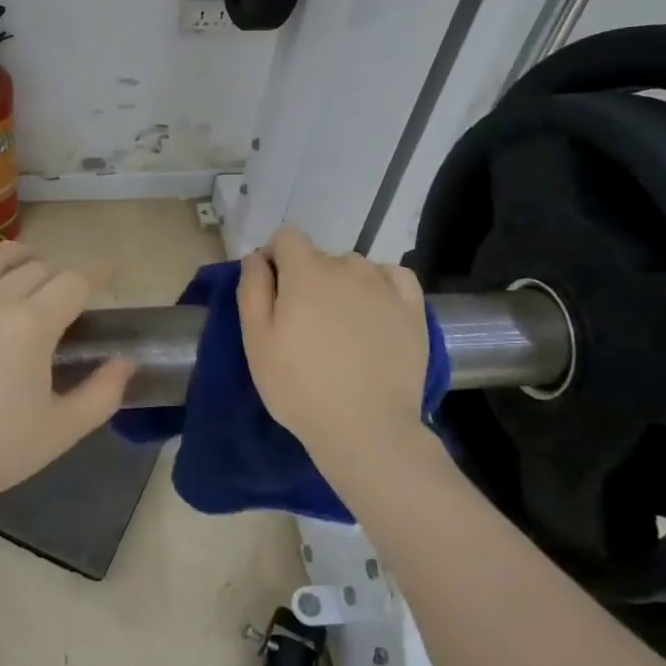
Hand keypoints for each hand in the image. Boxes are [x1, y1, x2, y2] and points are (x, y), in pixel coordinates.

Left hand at [0, 242, 135, 514]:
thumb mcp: (61, 431)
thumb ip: (102, 393)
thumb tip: (126, 361)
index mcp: (31, 324)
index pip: (74, 282)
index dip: (98, 277)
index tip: (111, 278)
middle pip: (37, 268)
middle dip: (62, 276)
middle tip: (71, 298)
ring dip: (16, 256)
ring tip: (28, 267)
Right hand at [238, 227, 435, 466]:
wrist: (366, 428)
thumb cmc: (299, 386)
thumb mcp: (256, 340)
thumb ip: (252, 289)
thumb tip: (255, 258)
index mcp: (307, 272)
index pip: (287, 237)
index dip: (274, 258)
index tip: (271, 290)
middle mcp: (349, 268)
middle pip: (320, 257)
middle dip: (307, 278)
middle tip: (303, 323)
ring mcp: (386, 287)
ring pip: (355, 268)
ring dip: (342, 284)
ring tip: (341, 326)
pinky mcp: (413, 310)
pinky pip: (394, 278)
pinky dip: (380, 286)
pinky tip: (374, 311)